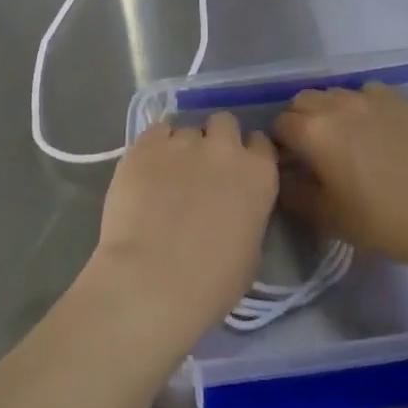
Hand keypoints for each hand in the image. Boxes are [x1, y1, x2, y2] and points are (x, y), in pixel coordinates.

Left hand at [87, 113, 278, 352]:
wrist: (151, 281)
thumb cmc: (209, 284)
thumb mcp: (250, 255)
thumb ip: (247, 217)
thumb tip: (234, 210)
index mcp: (258, 175)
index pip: (261, 144)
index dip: (248, 155)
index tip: (236, 172)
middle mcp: (225, 148)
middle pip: (225, 123)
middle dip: (216, 140)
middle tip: (202, 169)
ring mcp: (184, 141)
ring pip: (187, 129)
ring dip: (182, 147)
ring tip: (166, 176)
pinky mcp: (147, 144)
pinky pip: (156, 131)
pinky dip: (154, 146)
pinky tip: (146, 170)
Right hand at [273, 84, 407, 273]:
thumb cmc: (382, 219)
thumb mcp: (328, 218)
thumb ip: (295, 195)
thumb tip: (283, 179)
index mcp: (313, 132)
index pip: (280, 124)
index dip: (281, 144)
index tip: (292, 164)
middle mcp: (336, 104)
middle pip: (303, 100)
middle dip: (301, 120)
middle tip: (315, 150)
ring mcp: (369, 97)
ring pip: (335, 93)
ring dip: (331, 111)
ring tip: (347, 138)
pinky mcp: (398, 98)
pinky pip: (368, 93)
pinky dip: (362, 106)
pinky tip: (377, 129)